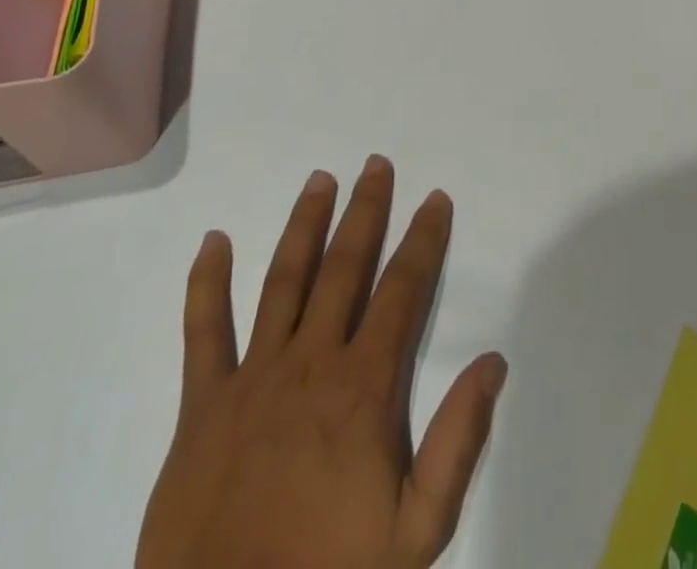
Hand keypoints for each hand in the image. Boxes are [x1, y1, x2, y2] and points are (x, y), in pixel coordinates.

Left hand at [137, 157, 507, 568]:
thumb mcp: (417, 532)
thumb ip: (459, 441)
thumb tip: (494, 359)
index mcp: (364, 388)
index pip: (403, 292)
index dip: (423, 241)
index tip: (435, 200)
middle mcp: (312, 363)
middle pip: (345, 267)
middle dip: (366, 211)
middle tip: (376, 164)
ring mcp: (253, 378)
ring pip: (284, 280)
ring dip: (305, 224)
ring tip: (320, 179)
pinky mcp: (203, 405)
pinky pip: (203, 332)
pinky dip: (206, 283)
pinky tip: (213, 240)